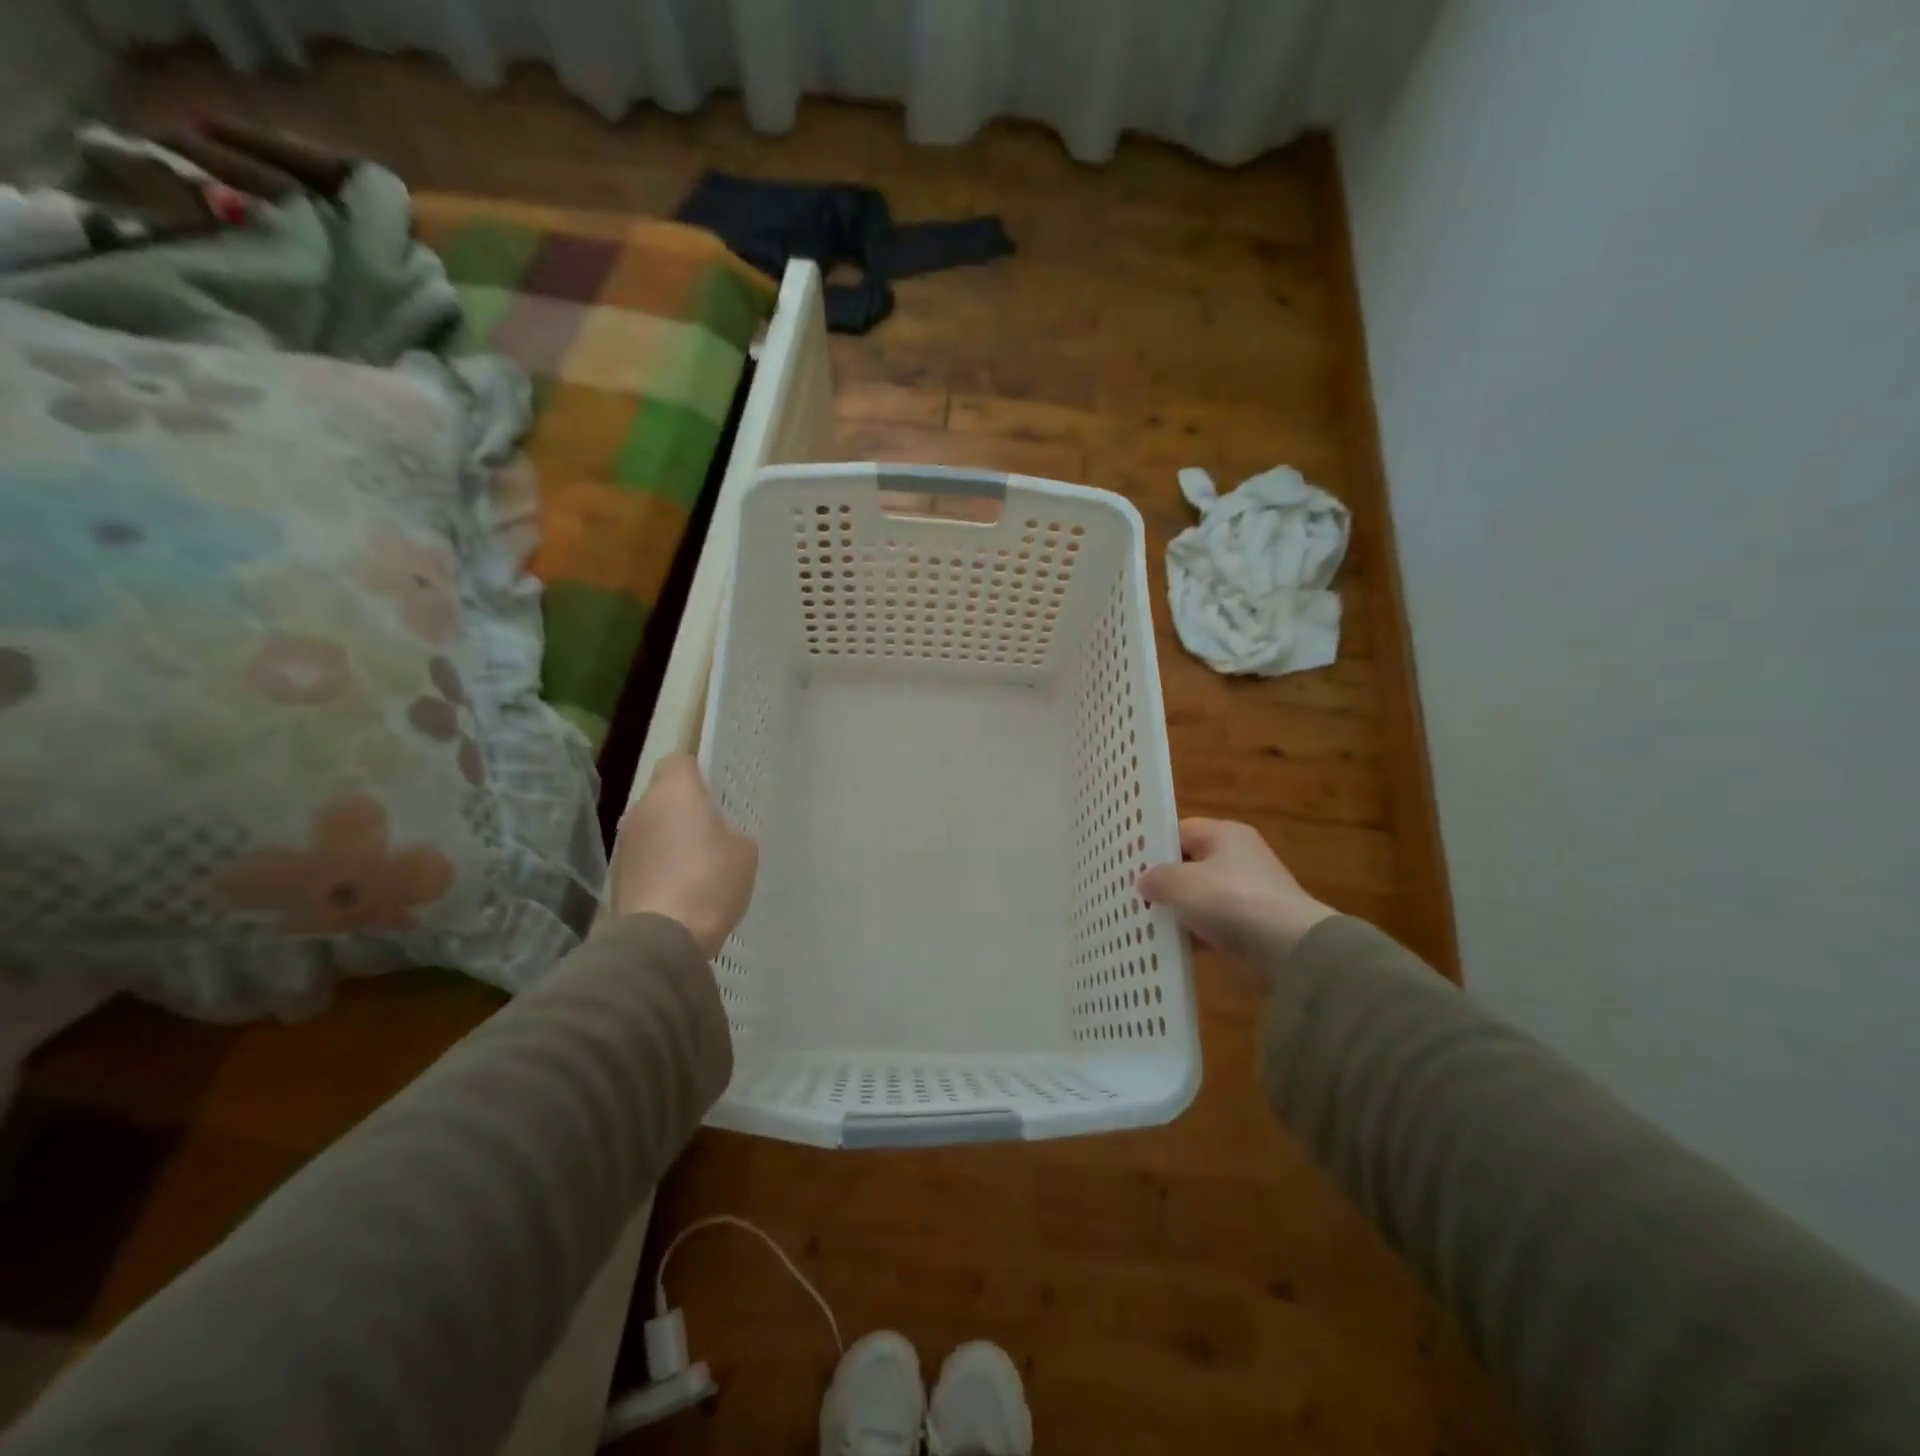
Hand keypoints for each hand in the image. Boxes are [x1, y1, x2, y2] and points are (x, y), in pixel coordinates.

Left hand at [609, 754, 757, 957]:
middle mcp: (641, 809)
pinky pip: (644, 859)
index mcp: (674, 792)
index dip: (698, 772)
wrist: (661, 938)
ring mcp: (623, 843)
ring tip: (697, 868)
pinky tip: (680, 891)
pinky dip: (658, 867)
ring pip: (652, 828)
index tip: (715, 792)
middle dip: (684, 810)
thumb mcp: (744, 852)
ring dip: (669, 840)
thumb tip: (717, 837)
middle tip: (712, 833)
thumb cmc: (709, 881)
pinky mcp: (615, 876)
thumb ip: (731, 832)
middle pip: (663, 796)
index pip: (679, 761)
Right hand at [1137, 819, 1335, 973]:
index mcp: (1223, 834)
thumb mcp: (1183, 884)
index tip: (1126, 867)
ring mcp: (1246, 892)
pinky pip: (1212, 923)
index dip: (1152, 847)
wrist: (1292, 950)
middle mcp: (1237, 857)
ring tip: (1142, 924)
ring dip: (1177, 911)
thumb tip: (1144, 881)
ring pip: (1199, 897)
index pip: (1178, 831)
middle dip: (1162, 882)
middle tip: (1130, 896)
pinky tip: (1170, 947)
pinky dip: (1194, 934)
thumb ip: (1157, 878)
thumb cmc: (1232, 902)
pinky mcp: (1251, 924)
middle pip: (1188, 864)